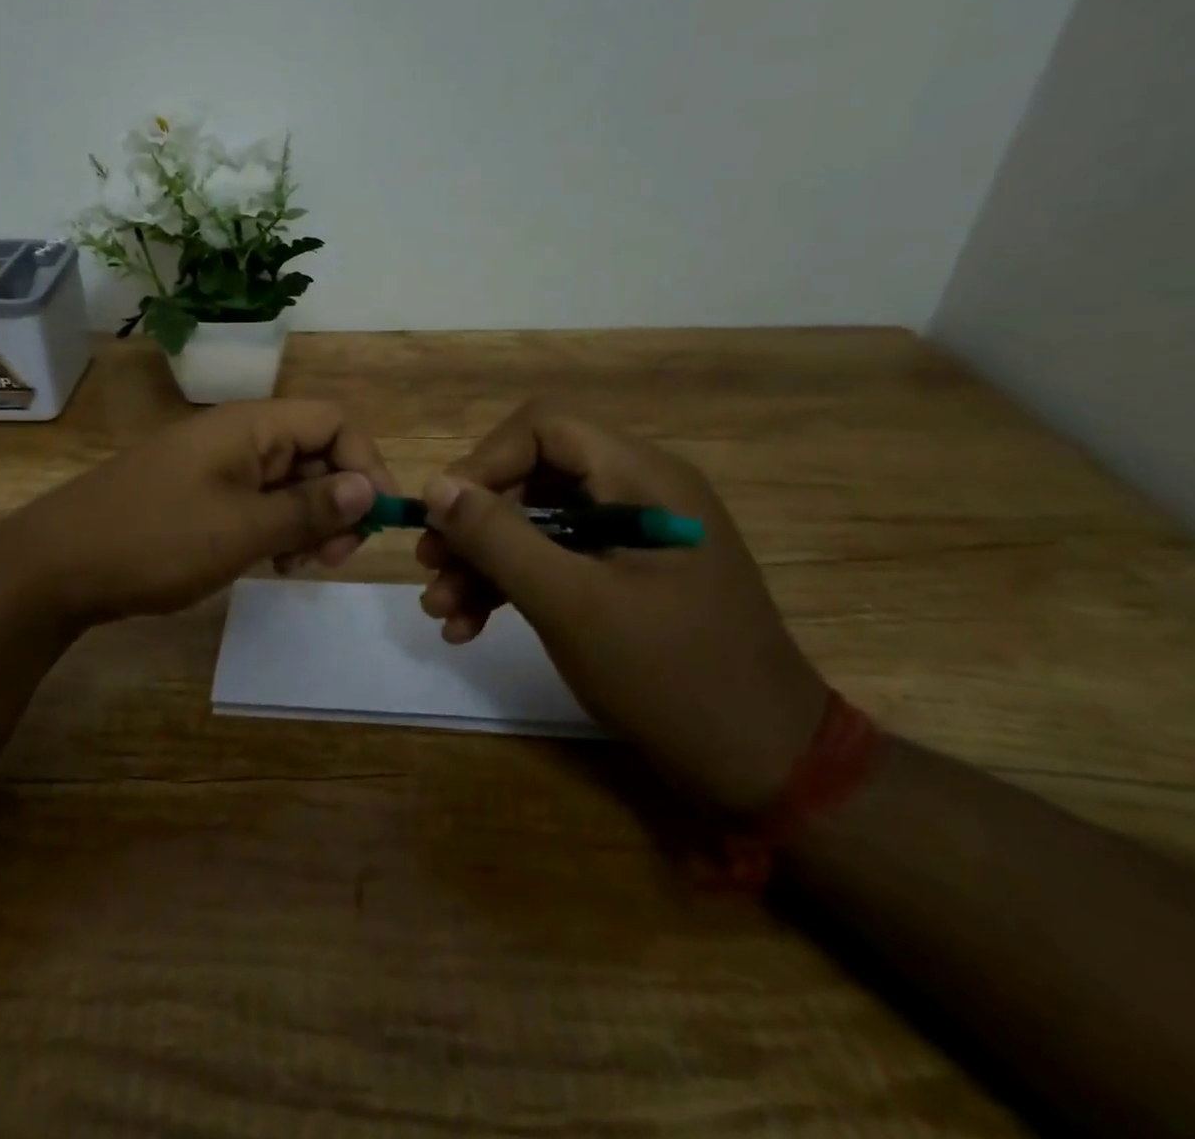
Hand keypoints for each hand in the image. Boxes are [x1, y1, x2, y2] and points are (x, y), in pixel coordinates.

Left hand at [0, 399, 394, 627]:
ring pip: (288, 481)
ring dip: (309, 521)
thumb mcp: (242, 529)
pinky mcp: (200, 494)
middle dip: (338, 501)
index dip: (365, 464)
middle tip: (332, 558)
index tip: (375, 520)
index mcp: (251, 426)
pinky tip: (270, 565)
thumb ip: (309, 508)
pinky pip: (258, 501)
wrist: (57, 565)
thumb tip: (370, 487)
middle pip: (316, 452)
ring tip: (298, 567)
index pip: (334, 423)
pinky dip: (276, 529)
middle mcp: (238, 436)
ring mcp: (216, 465)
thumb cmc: (155, 540)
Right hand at [416, 401, 826, 811]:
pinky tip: (471, 626)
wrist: (763, 766)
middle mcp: (638, 492)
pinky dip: (511, 585)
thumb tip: (436, 487)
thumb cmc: (670, 676)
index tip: (441, 515)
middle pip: (533, 477)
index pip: (545, 429)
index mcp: (643, 478)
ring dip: (483, 561)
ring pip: (536, 522)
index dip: (484, 462)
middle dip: (475, 523)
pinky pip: (554, 560)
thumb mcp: (570, 605)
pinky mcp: (623, 575)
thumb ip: (499, 539)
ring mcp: (631, 536)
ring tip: (442, 611)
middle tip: (431, 568)